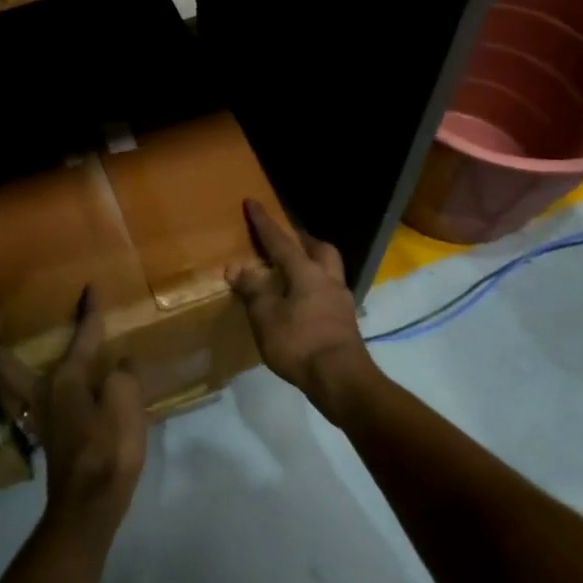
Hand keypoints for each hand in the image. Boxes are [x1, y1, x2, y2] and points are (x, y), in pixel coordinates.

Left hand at [0, 286, 147, 545]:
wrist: (90, 506)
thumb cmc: (108, 449)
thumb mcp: (126, 404)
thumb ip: (123, 377)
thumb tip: (119, 366)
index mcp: (66, 378)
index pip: (82, 336)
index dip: (89, 312)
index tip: (89, 288)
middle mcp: (45, 392)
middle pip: (11, 366)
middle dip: (1, 349)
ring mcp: (43, 418)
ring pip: (18, 386)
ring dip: (14, 369)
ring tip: (14, 355)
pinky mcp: (50, 439)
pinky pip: (37, 402)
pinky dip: (36, 390)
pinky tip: (52, 393)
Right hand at [227, 199, 375, 416]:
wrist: (341, 380)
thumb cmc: (299, 342)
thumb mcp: (265, 316)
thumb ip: (252, 289)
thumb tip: (236, 267)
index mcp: (305, 272)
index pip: (280, 241)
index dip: (264, 223)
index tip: (252, 202)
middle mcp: (327, 280)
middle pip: (319, 249)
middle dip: (302, 239)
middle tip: (287, 239)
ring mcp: (341, 301)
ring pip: (329, 270)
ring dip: (313, 264)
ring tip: (293, 271)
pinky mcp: (346, 322)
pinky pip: (329, 293)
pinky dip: (315, 289)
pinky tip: (303, 302)